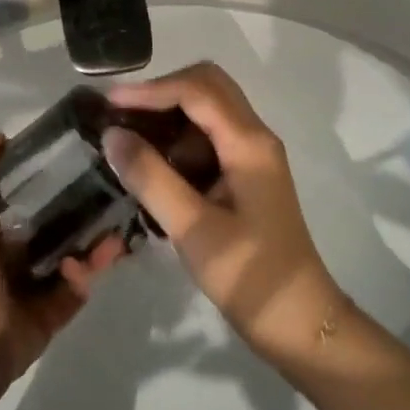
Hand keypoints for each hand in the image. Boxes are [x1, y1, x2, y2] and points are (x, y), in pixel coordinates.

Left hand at [0, 135, 124, 405]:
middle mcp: (8, 244)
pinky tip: (100, 257)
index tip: (78, 149)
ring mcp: (31, 279)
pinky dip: (91, 269)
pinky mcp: (50, 308)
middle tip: (114, 185)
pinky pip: (79, 283)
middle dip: (83, 201)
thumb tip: (2, 136)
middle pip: (53, 213)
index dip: (45, 166)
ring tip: (117, 227)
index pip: (19, 183)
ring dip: (96, 237)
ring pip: (73, 247)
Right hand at [103, 63, 341, 373]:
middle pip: (207, 87)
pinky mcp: (246, 176)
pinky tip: (153, 167)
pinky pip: (209, 139)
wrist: (300, 323)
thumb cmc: (249, 275)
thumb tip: (111, 135)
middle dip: (161, 93)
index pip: (197, 90)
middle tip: (121, 116)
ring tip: (129, 140)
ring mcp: (252, 156)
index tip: (109, 104)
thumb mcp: (193, 228)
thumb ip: (151, 177)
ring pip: (208, 111)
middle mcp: (254, 137)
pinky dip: (178, 141)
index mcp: (249, 143)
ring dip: (169, 116)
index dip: (151, 90)